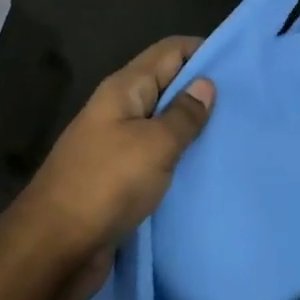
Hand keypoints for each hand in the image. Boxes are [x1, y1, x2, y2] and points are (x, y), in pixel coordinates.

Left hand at [13, 36, 215, 299]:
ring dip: (192, 127)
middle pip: (166, 85)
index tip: (240, 64)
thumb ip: (183, 115)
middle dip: (203, 90)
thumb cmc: (105, 185)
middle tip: (246, 103)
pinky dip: (178, 158)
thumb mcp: (154, 145)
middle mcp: (118, 109)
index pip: (169, 51)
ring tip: (234, 135)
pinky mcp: (118, 178)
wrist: (52, 249)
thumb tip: (205, 84)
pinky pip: (155, 156)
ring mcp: (116, 144)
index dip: (203, 50)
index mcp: (124, 89)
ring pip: (162, 123)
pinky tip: (205, 169)